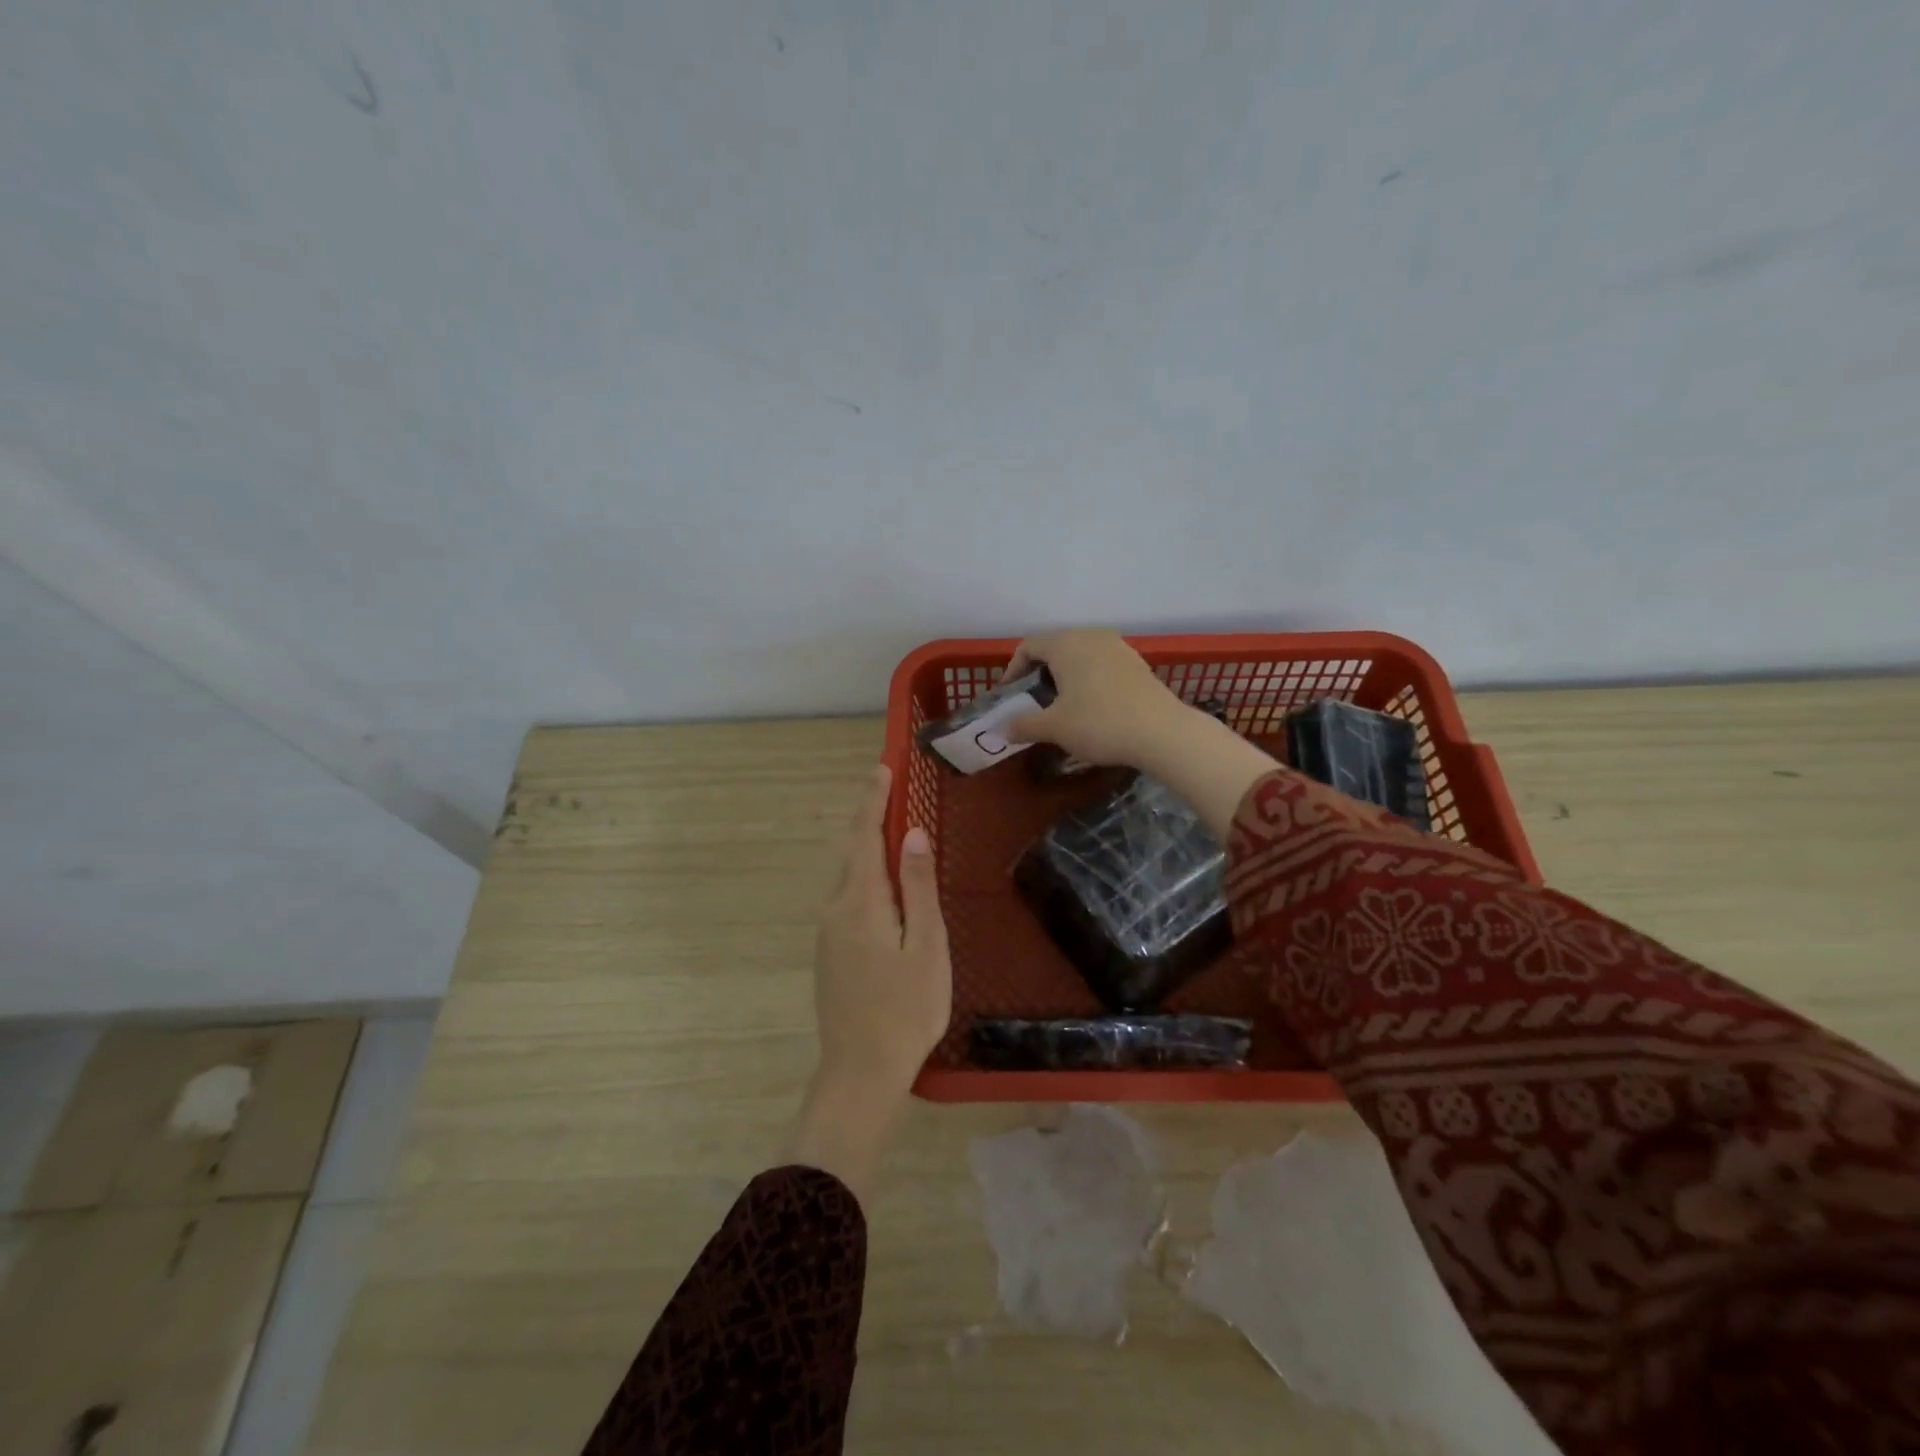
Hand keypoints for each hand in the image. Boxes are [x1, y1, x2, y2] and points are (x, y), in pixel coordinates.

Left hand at [785, 765, 950, 1202]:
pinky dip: (867, 880)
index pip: (865, 836)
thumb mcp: (926, 945)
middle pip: (854, 854)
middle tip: (894, 796)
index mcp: (861, 901)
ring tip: (896, 836)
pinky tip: (886, 891)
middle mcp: (835, 909)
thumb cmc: (906, 1009)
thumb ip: (918, 887)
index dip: (873, 801)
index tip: (882, 769)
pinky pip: (848, 901)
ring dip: (870, 852)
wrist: (860, 1072)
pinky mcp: (829, 954)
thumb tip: (913, 833)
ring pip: (850, 879)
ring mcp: (827, 934)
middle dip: (872, 821)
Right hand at [1008, 628, 1283, 837]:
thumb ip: (1024, 725)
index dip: (1012, 670)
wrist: (1162, 732)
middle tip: (1033, 700)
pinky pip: (1101, 664)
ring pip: (1080, 655)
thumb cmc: (1099, 723)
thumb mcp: (1054, 728)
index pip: (1029, 646)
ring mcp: (1118, 647)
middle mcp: (1091, 636)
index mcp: (1066, 643)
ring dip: (1065, 676)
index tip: (1010, 695)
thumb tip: (1004, 729)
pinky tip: (1092, 706)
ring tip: (1062, 704)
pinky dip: (1088, 679)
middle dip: (1039, 672)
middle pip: (1055, 647)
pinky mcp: (1137, 663)